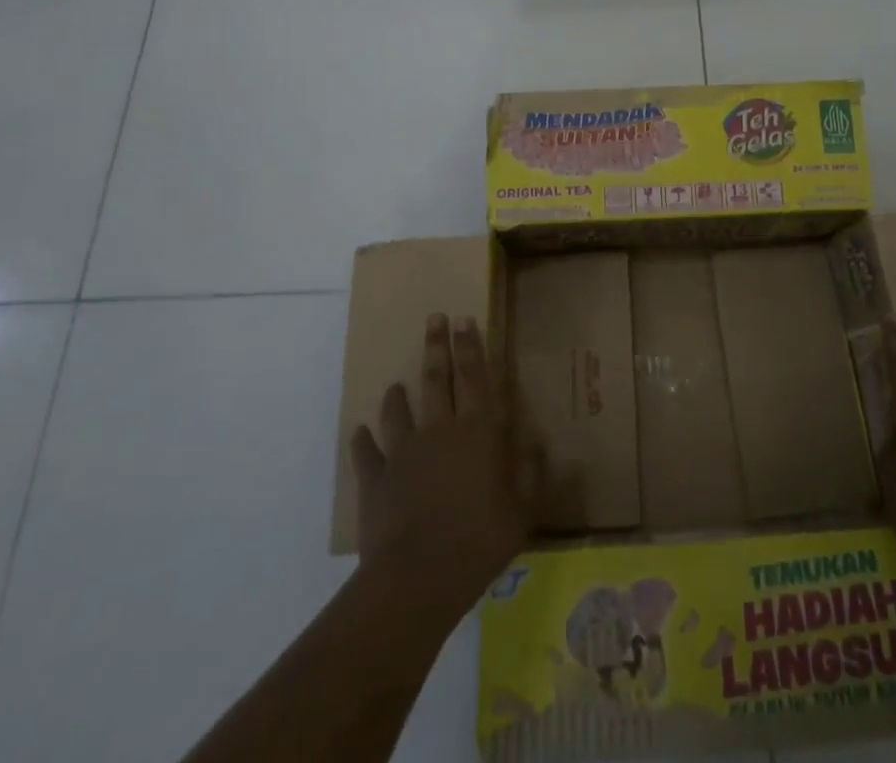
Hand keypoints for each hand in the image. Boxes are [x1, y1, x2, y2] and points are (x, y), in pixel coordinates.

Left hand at [349, 314, 530, 625]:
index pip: (475, 376)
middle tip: (434, 319)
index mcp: (478, 431)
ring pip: (399, 410)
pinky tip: (359, 432)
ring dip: (398, 395)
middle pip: (437, 379)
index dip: (471, 346)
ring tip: (396, 384)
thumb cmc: (479, 541)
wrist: (417, 577)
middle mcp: (439, 429)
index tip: (464, 319)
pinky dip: (363, 440)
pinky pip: (366, 451)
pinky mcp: (375, 478)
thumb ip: (529, 473)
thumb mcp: (521, 511)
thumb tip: (535, 442)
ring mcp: (403, 451)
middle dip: (437, 346)